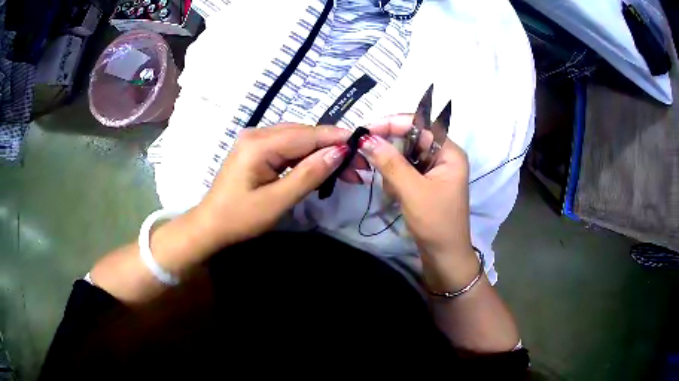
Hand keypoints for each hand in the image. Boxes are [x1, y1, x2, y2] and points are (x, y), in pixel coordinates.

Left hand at [194, 124, 349, 248]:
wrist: (210, 226)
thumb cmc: (240, 218)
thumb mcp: (277, 201)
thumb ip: (309, 174)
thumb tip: (339, 152)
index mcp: (259, 144)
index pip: (307, 135)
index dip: (337, 139)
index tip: (364, 146)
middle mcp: (257, 134)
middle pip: (304, 134)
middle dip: (332, 147)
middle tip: (358, 166)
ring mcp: (255, 140)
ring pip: (298, 139)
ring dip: (322, 152)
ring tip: (346, 168)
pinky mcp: (256, 150)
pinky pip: (287, 147)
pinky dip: (306, 157)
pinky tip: (321, 166)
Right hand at [361, 115, 478, 289]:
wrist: (444, 257)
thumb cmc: (435, 223)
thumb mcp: (412, 191)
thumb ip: (390, 162)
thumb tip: (366, 138)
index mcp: (449, 152)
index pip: (420, 125)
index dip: (393, 123)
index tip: (367, 130)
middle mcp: (443, 156)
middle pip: (411, 139)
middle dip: (392, 152)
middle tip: (373, 162)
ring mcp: (435, 170)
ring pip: (405, 156)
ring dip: (393, 170)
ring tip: (393, 191)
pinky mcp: (426, 183)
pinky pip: (405, 171)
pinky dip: (395, 180)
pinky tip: (396, 196)